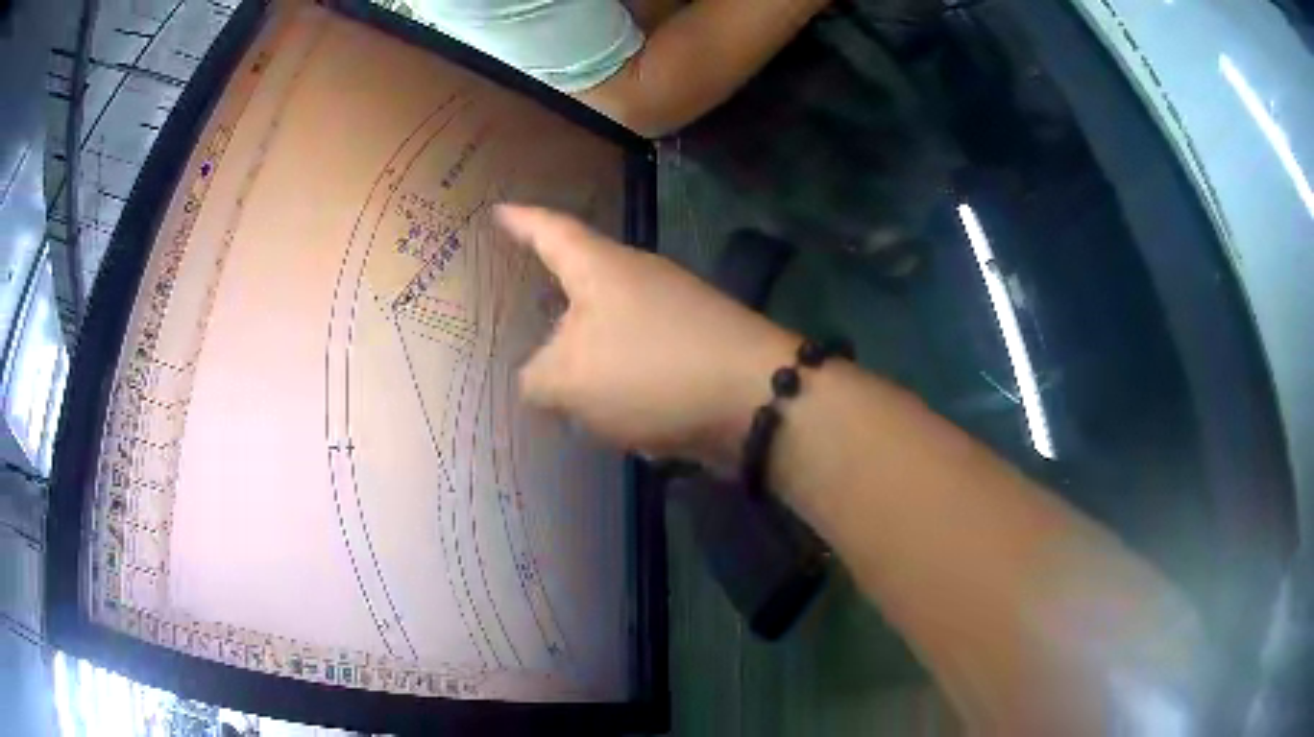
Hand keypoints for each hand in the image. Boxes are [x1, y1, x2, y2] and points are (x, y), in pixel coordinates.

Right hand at [496, 204, 797, 468]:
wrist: (755, 398)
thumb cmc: (650, 369)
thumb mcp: (568, 379)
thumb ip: (537, 379)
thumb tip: (538, 381)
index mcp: (601, 268)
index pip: (551, 231)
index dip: (522, 221)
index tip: (500, 209)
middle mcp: (639, 279)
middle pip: (584, 280)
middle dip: (554, 296)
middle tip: (521, 306)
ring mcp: (673, 313)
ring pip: (611, 328)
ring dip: (586, 354)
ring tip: (556, 379)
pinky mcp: (695, 349)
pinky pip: (639, 359)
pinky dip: (618, 382)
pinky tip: (606, 412)